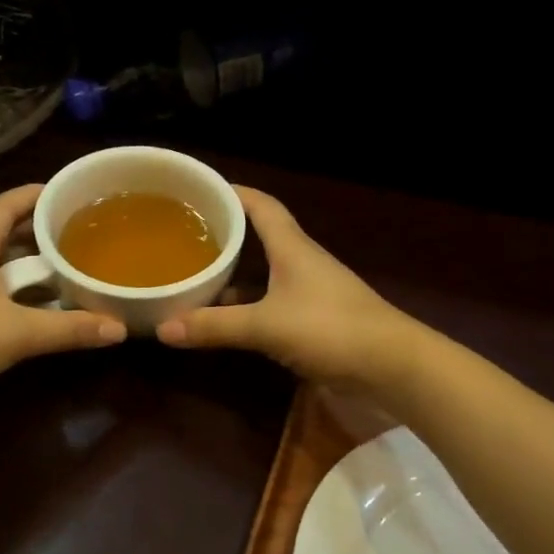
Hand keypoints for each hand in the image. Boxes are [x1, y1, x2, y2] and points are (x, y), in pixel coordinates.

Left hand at [0, 184, 124, 420]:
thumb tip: (119, 328)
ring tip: (71, 266)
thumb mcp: (18, 332)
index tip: (69, 192)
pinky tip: (46, 306)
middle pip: (4, 233)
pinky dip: (20, 292)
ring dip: (32, 265)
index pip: (4, 205)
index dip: (34, 194)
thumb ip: (70, 328)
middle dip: (40, 230)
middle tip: (81, 232)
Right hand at [155, 187, 412, 387]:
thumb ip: (215, 326)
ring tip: (195, 273)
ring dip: (234, 272)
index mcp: (292, 248)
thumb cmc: (330, 329)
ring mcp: (309, 293)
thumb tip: (163, 329)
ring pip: (264, 273)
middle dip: (225, 232)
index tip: (201, 188)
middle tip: (185, 234)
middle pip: (260, 236)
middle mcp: (301, 263)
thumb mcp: (266, 325)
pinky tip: (224, 318)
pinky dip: (247, 305)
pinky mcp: (314, 321)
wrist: (391, 366)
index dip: (233, 192)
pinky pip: (270, 303)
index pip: (262, 205)